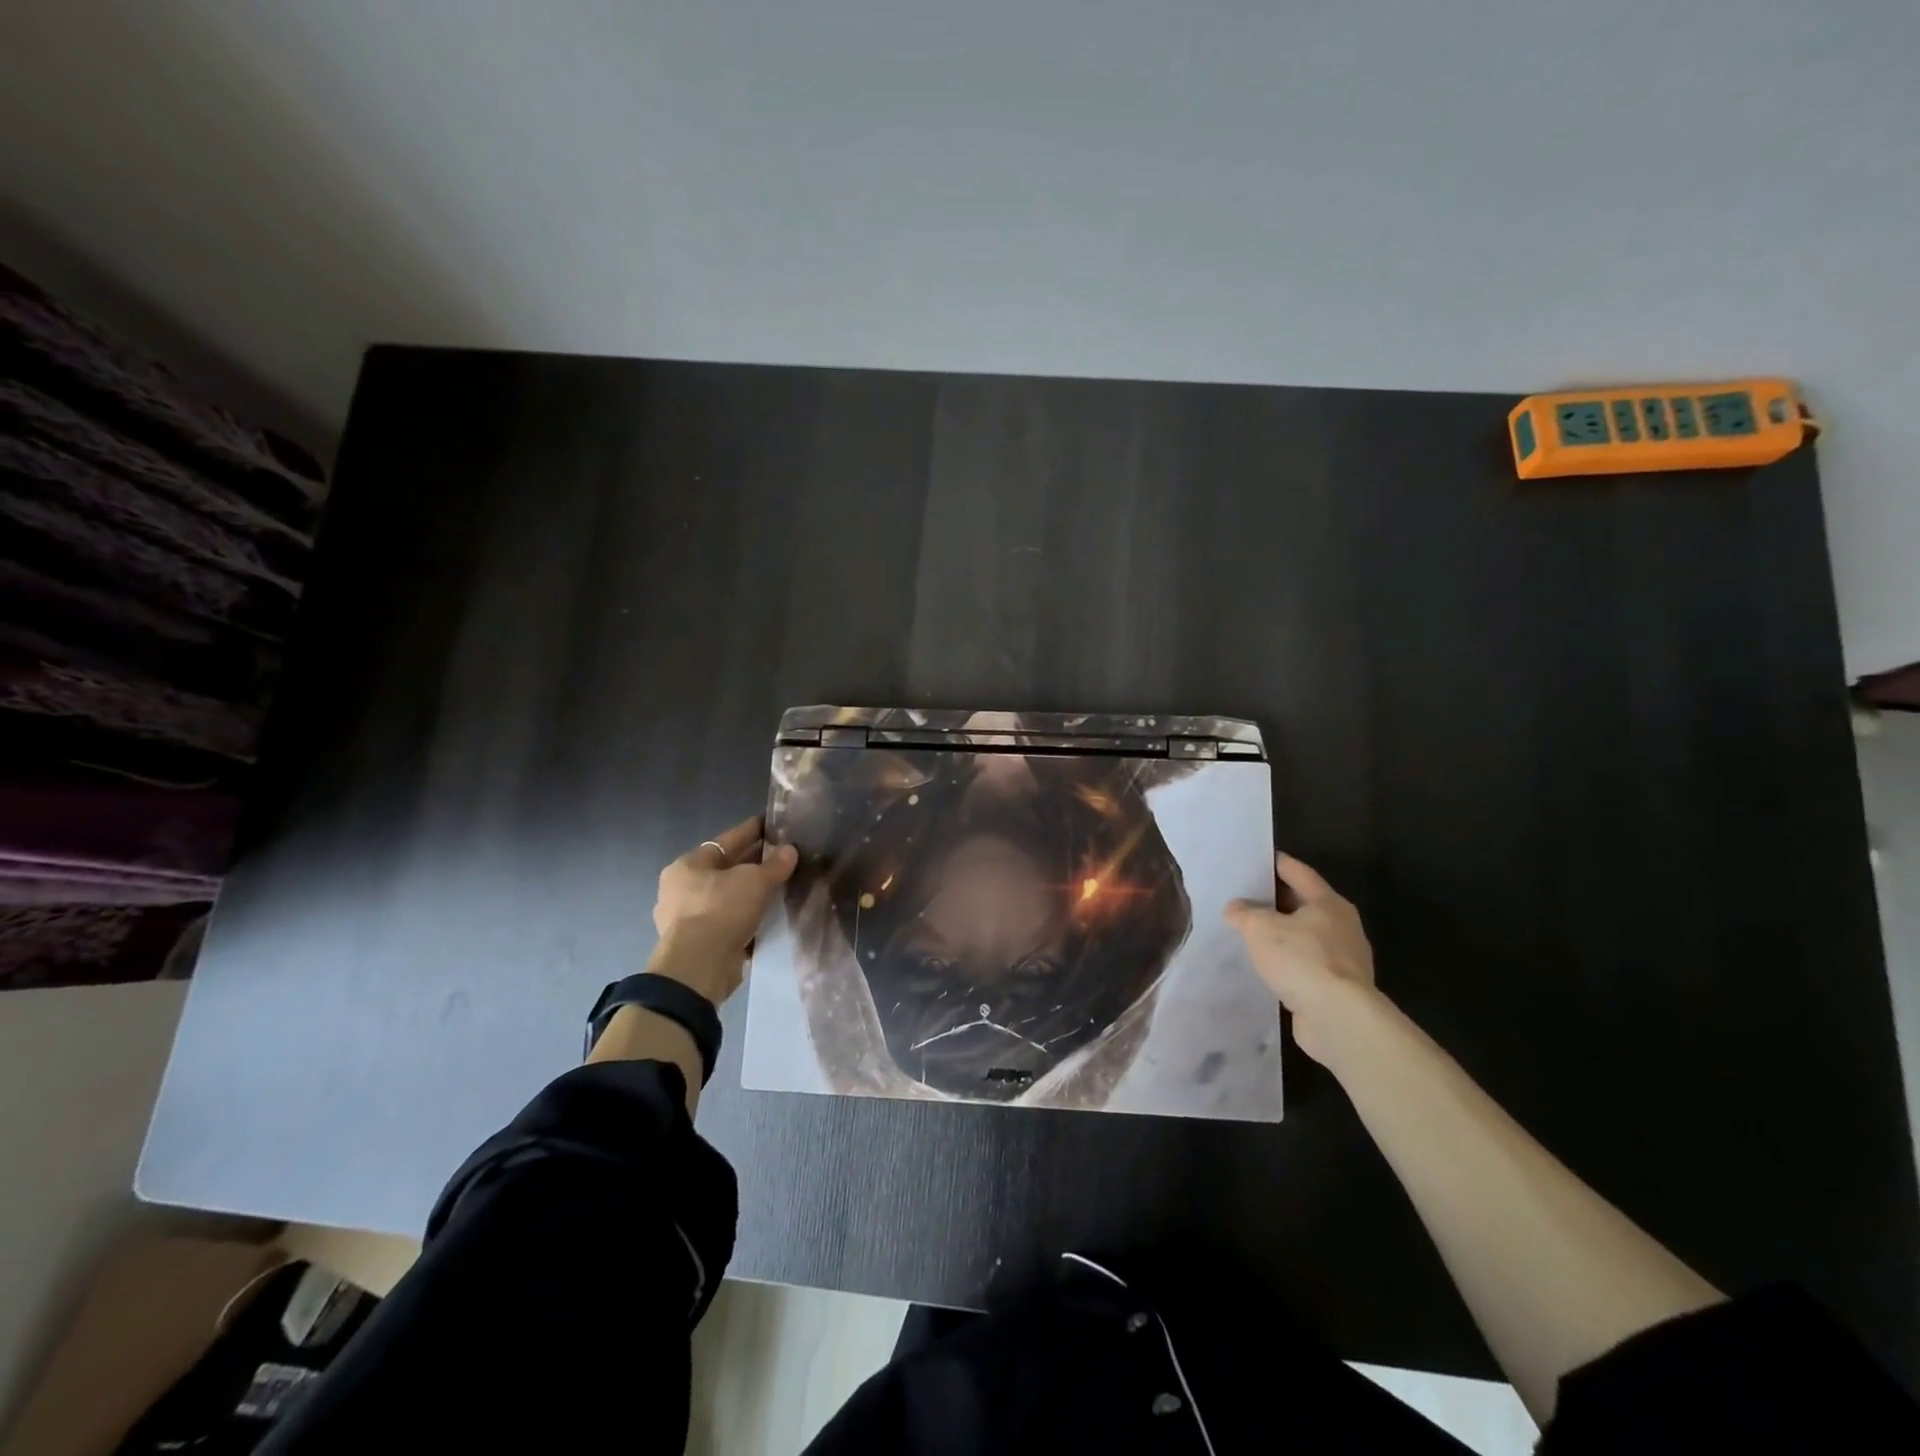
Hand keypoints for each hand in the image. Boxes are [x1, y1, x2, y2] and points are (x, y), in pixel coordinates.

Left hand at [650, 816, 797, 1003]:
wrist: (698, 967)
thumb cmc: (721, 911)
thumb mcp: (755, 881)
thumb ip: (774, 865)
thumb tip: (790, 850)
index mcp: (687, 866)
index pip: (726, 841)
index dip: (751, 831)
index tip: (771, 824)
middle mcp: (680, 889)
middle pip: (723, 869)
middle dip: (751, 863)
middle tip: (779, 856)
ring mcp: (684, 919)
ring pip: (724, 896)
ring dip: (747, 892)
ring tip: (776, 886)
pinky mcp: (695, 943)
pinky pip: (724, 920)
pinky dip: (742, 916)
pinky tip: (764, 915)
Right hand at [1225, 853, 1377, 1065]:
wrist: (1339, 1019)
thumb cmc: (1301, 960)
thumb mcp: (1260, 928)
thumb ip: (1244, 913)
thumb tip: (1236, 908)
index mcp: (1328, 903)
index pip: (1298, 872)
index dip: (1275, 863)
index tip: (1254, 859)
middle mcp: (1341, 926)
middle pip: (1303, 904)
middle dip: (1274, 901)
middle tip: (1242, 897)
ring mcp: (1344, 959)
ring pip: (1304, 937)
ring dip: (1281, 935)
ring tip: (1250, 934)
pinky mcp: (1338, 988)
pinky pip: (1306, 965)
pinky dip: (1287, 962)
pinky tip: (1266, 967)